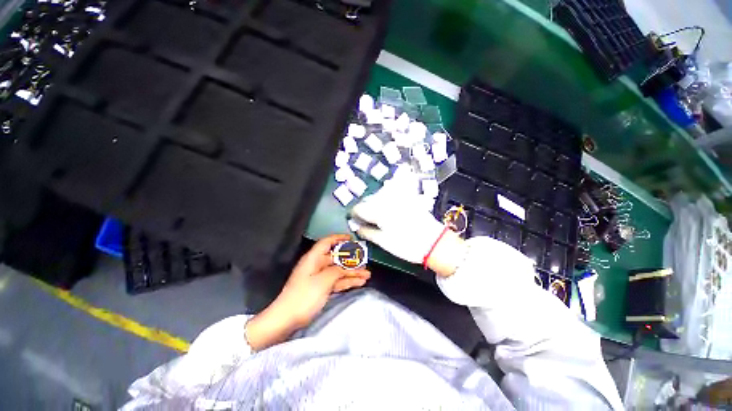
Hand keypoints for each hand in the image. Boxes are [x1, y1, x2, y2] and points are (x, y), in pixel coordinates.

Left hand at [245, 234, 370, 349]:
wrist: (287, 319)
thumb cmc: (304, 296)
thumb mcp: (323, 281)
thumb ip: (337, 270)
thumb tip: (345, 267)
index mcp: (313, 258)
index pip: (327, 242)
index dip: (339, 238)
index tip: (351, 239)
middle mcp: (317, 265)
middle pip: (337, 258)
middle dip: (351, 260)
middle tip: (365, 261)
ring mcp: (320, 277)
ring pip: (339, 271)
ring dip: (352, 273)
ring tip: (367, 275)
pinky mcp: (321, 288)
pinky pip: (337, 281)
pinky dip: (347, 281)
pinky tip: (359, 282)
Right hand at [350, 188, 466, 276]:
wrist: (435, 243)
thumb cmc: (407, 245)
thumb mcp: (384, 242)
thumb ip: (368, 233)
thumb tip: (357, 228)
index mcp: (379, 212)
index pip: (360, 208)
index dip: (354, 213)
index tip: (354, 219)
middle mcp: (388, 202)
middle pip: (369, 200)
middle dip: (364, 208)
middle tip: (364, 219)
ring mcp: (399, 199)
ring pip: (380, 197)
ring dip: (374, 204)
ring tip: (375, 215)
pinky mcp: (408, 200)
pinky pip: (392, 195)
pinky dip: (386, 200)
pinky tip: (388, 209)